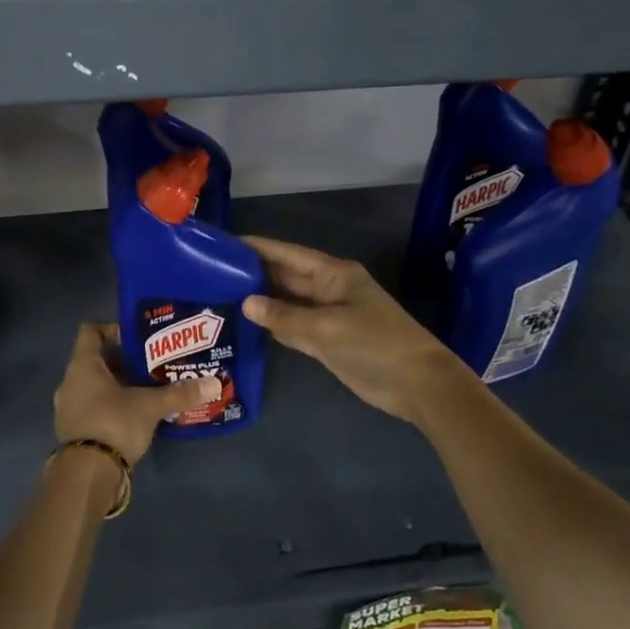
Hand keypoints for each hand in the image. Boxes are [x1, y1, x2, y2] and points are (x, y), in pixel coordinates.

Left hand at [53, 322, 219, 464]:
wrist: (87, 474)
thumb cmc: (114, 423)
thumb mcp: (150, 406)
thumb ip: (180, 393)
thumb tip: (214, 383)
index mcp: (83, 365)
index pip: (91, 331)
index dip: (113, 329)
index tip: (139, 337)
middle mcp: (71, 381)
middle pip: (97, 360)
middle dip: (124, 360)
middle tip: (153, 363)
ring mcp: (69, 408)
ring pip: (95, 385)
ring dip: (119, 385)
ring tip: (149, 388)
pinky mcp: (74, 430)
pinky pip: (94, 407)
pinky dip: (112, 405)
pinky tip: (136, 414)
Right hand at [241, 236, 469, 422]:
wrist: (416, 383)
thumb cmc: (374, 344)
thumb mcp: (326, 328)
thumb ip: (285, 316)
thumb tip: (246, 303)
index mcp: (334, 274)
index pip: (288, 254)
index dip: (258, 248)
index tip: (225, 244)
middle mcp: (329, 290)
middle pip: (286, 277)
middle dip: (255, 274)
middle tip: (213, 273)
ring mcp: (329, 317)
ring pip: (288, 303)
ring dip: (262, 301)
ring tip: (222, 296)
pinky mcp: (328, 342)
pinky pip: (295, 327)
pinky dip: (275, 326)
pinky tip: (249, 326)